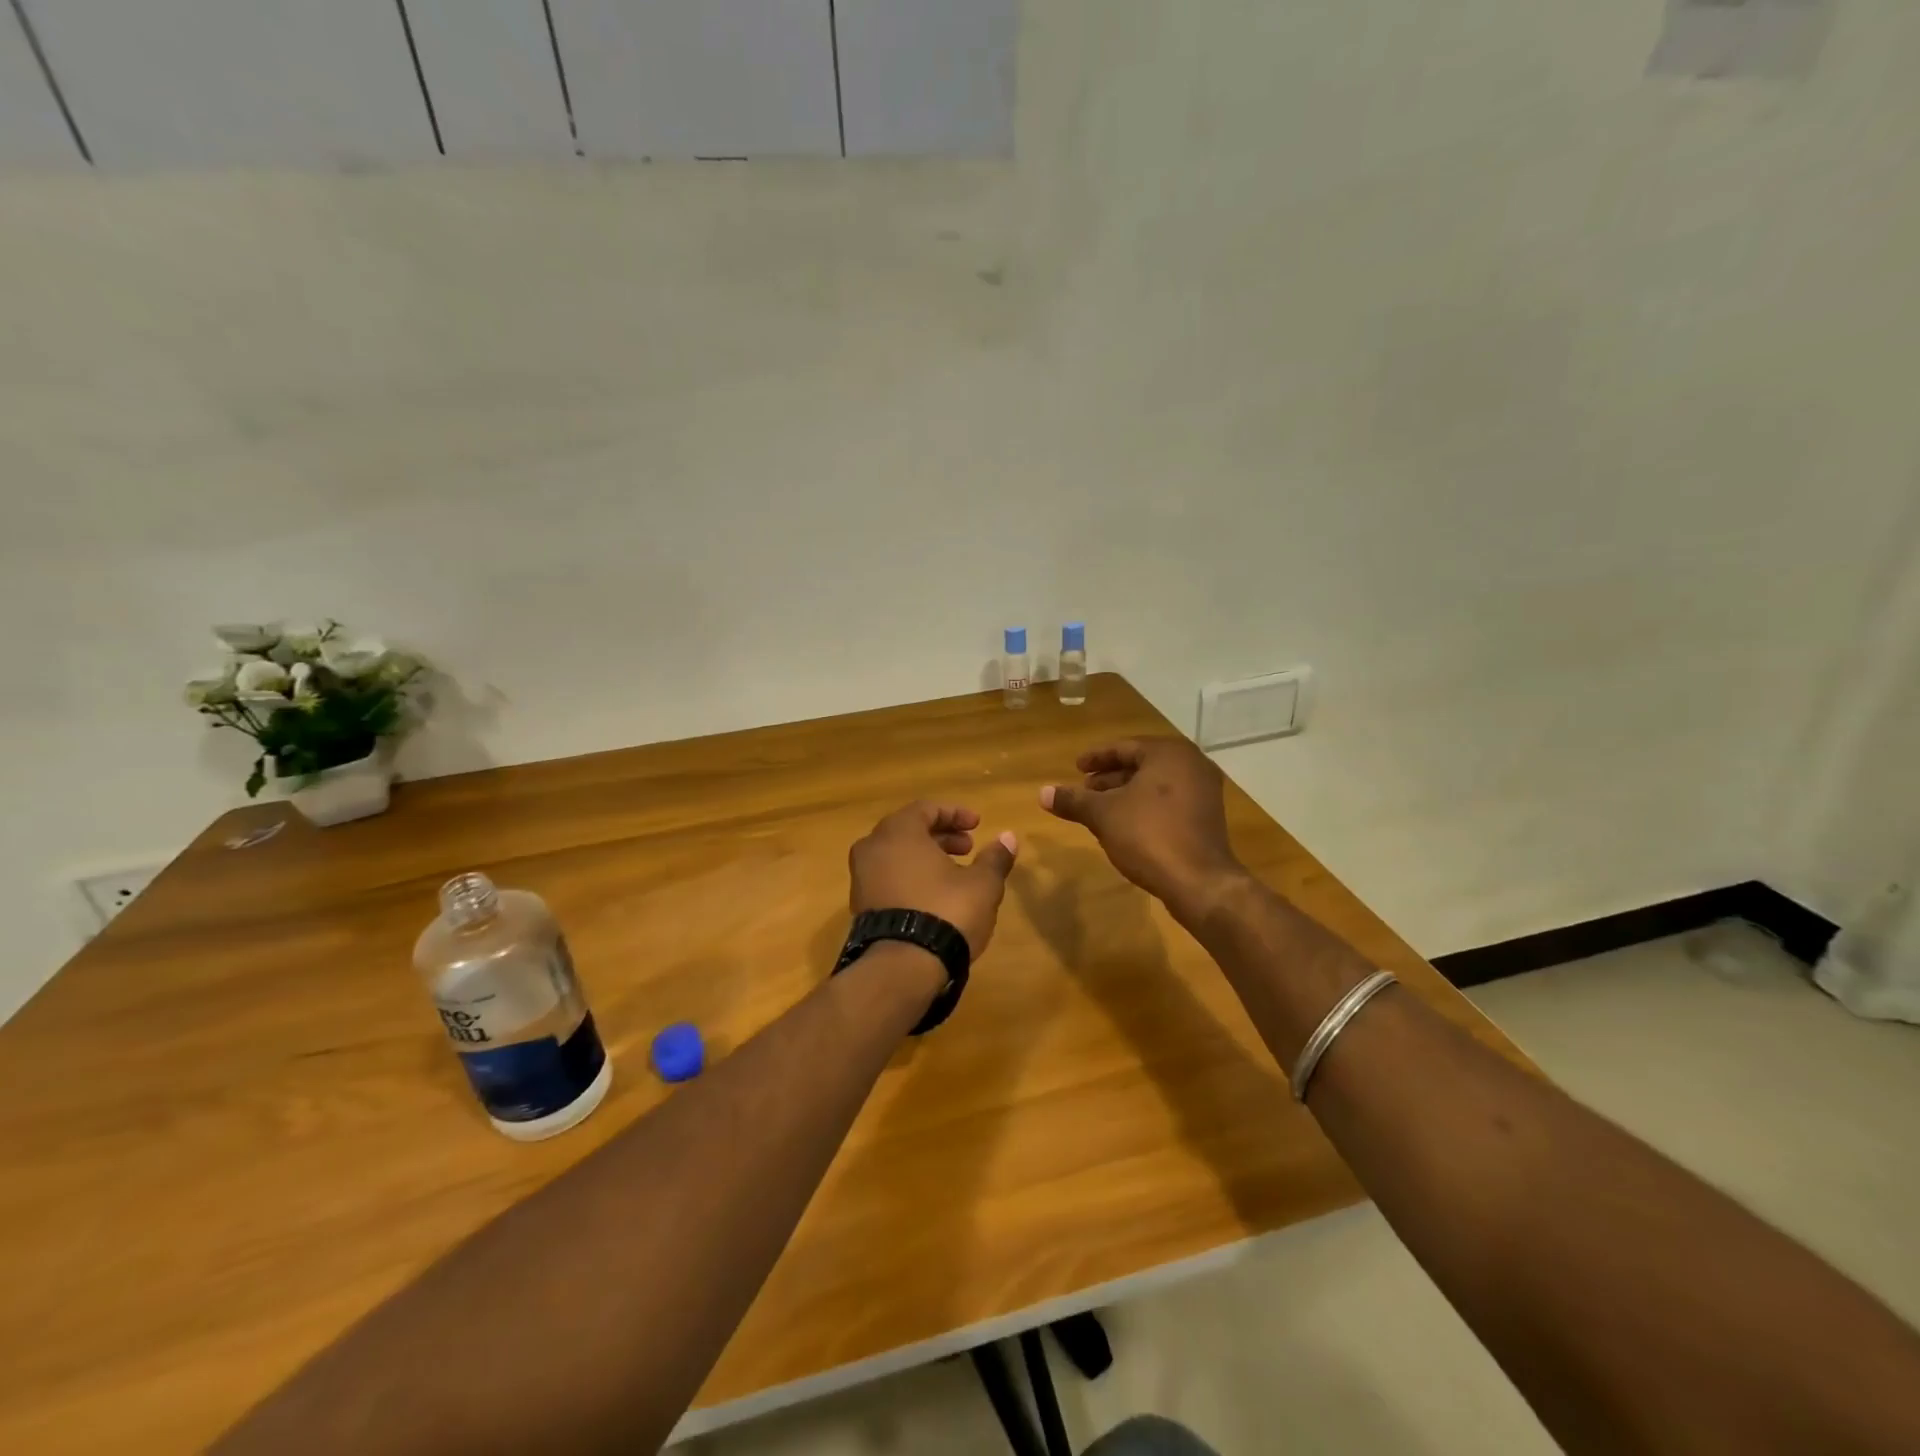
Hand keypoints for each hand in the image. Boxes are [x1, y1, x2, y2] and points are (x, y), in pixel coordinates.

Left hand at [848, 802, 1018, 957]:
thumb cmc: (945, 912)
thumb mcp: (982, 884)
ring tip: (955, 874)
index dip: (955, 813)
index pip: (926, 808)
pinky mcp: (860, 905)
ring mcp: (861, 877)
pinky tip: (933, 897)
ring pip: (896, 855)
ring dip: (926, 857)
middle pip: (909, 830)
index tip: (978, 824)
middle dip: (941, 836)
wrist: (902, 967)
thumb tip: (1008, 838)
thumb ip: (995, 858)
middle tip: (968, 848)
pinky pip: (888, 878)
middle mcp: (872, 847)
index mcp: (898, 832)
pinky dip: (910, 877)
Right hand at [1040, 737, 1245, 915]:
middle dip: (1110, 777)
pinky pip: (1169, 801)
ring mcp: (1204, 791)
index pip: (1123, 747)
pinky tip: (1125, 825)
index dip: (1095, 758)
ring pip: (1155, 784)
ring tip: (1099, 809)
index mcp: (1168, 753)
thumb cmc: (1149, 836)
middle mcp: (1191, 764)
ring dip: (1126, 793)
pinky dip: (1145, 806)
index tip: (1076, 767)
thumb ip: (1073, 800)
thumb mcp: (1103, 815)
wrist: (1199, 882)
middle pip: (1141, 764)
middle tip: (1084, 790)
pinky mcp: (1207, 817)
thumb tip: (1042, 793)